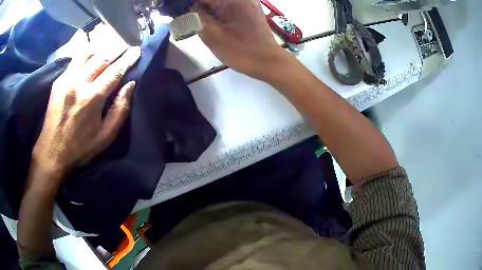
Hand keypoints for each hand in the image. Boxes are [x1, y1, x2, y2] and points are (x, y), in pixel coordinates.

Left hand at [31, 44, 140, 179]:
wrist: (51, 151)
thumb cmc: (80, 147)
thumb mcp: (105, 137)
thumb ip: (120, 110)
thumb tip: (130, 85)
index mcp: (92, 98)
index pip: (114, 71)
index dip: (128, 59)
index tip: (137, 49)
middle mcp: (79, 83)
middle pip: (102, 57)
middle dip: (117, 47)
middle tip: (128, 40)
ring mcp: (66, 79)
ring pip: (88, 53)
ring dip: (102, 46)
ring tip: (112, 41)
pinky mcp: (58, 81)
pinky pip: (75, 59)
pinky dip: (87, 52)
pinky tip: (94, 51)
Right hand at [193, 0, 289, 79]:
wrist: (268, 62)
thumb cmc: (241, 51)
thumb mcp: (213, 36)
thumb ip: (196, 18)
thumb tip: (185, 9)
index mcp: (233, 0)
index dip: (190, 5)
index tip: (181, 13)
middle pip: (211, 0)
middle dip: (198, 7)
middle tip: (188, 19)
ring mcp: (247, 3)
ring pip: (218, 3)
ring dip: (206, 10)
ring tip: (198, 22)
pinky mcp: (249, 10)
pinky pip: (227, 6)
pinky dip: (216, 12)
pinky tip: (210, 22)